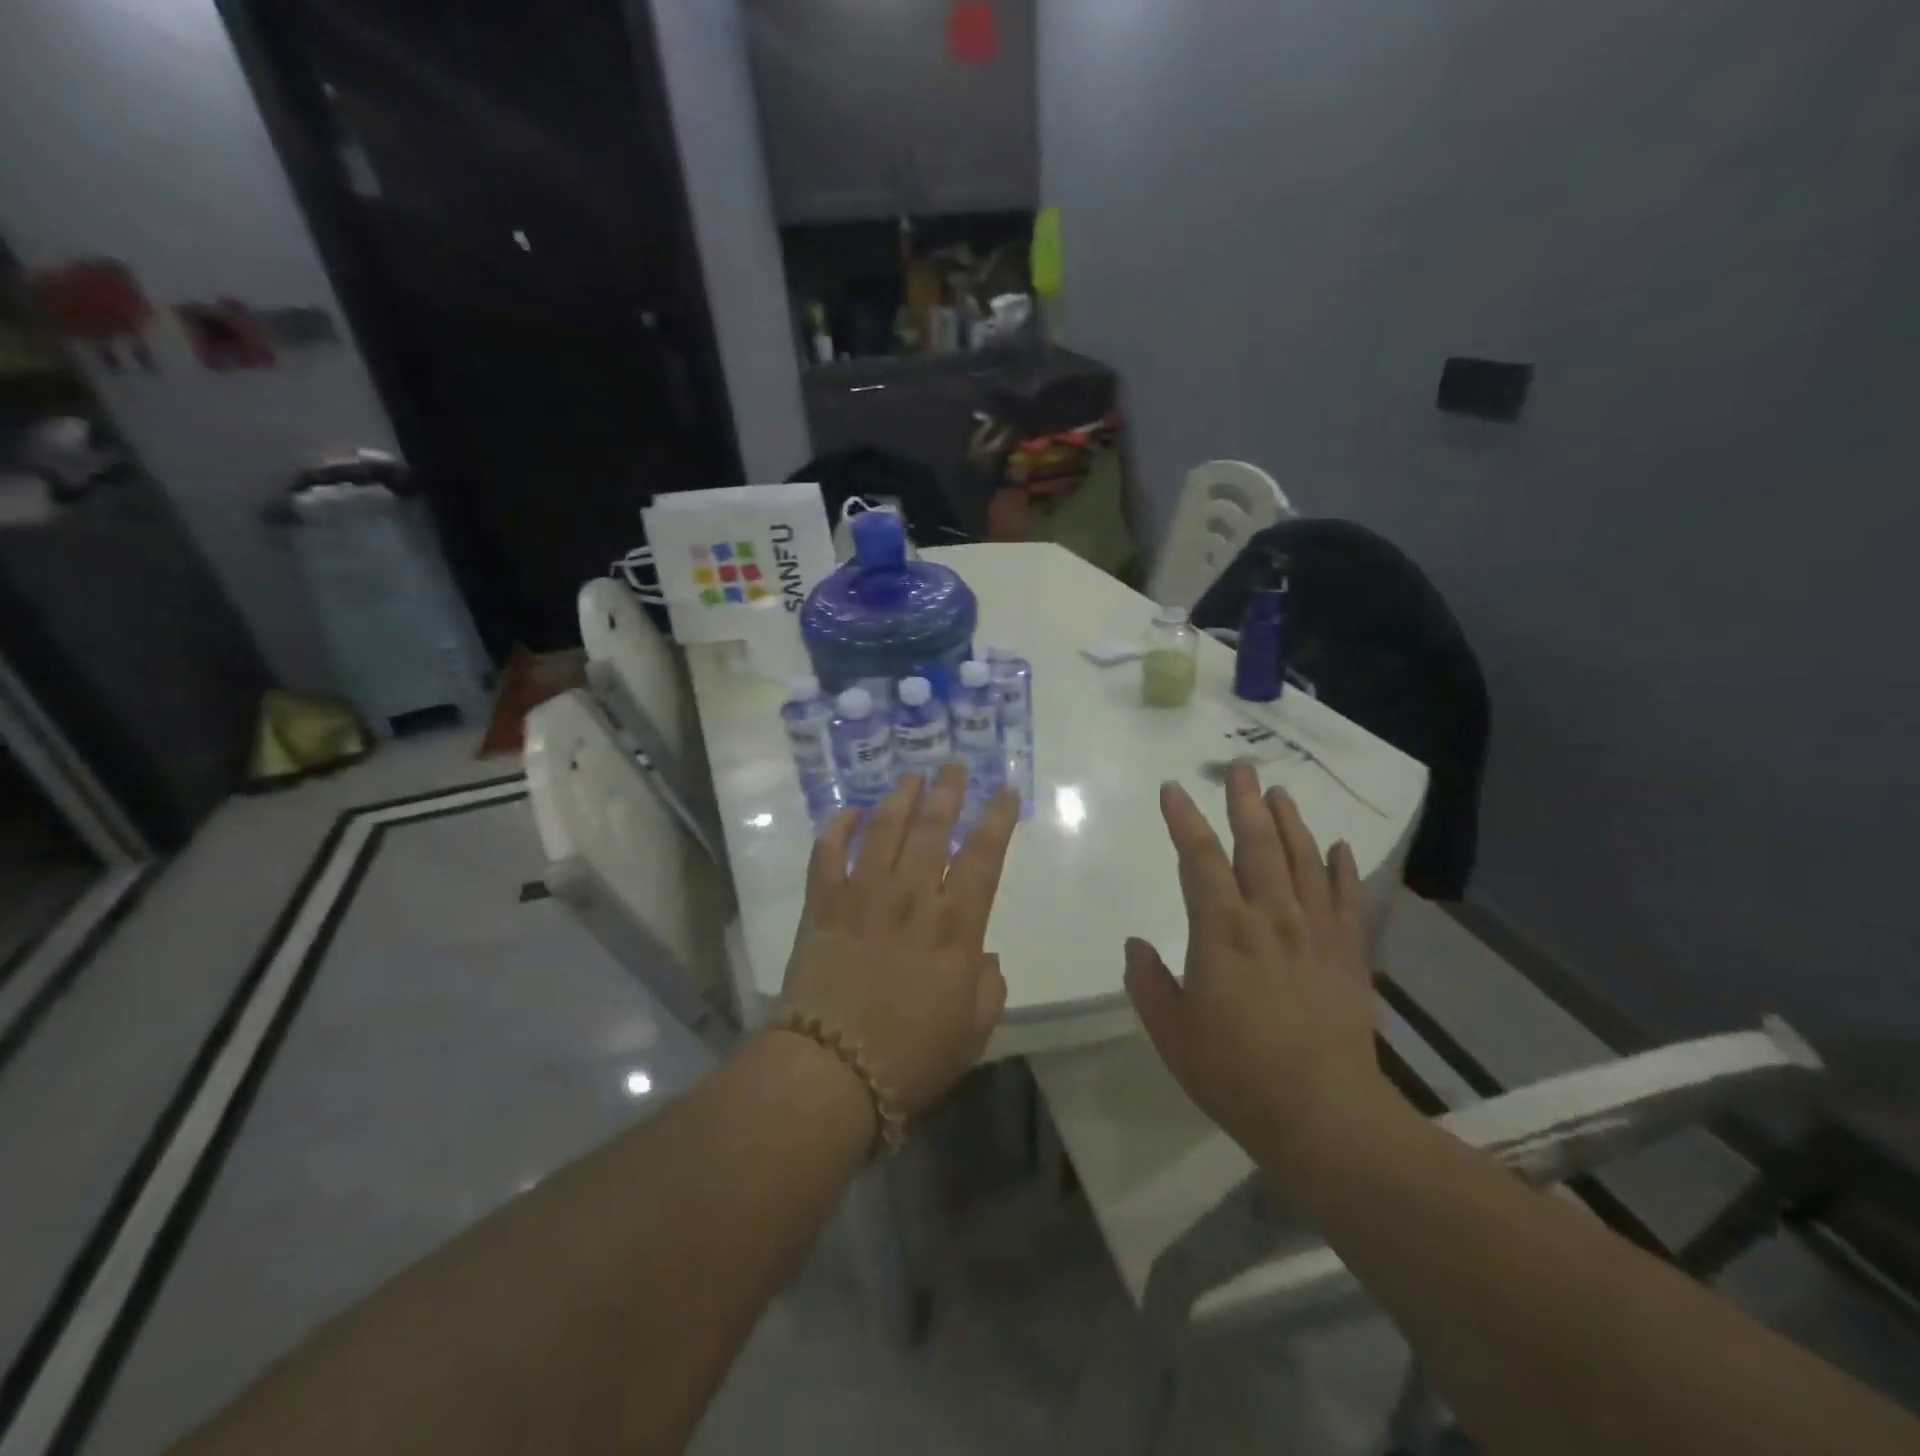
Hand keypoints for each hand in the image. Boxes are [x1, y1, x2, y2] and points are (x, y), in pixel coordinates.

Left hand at [780, 764, 1017, 1119]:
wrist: (830, 1074)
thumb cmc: (910, 1059)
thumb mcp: (972, 1033)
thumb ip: (987, 988)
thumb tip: (983, 956)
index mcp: (954, 928)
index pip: (983, 857)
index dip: (997, 819)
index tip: (1005, 790)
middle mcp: (910, 899)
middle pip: (933, 830)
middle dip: (947, 793)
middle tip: (954, 767)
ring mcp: (862, 897)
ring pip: (883, 831)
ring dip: (899, 799)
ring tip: (911, 777)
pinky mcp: (821, 907)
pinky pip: (826, 855)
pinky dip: (836, 829)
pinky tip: (847, 812)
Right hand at [1125, 762, 1387, 1172]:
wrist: (1324, 1116)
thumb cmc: (1235, 1073)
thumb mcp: (1171, 1031)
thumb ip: (1148, 982)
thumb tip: (1135, 944)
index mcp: (1221, 930)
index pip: (1198, 858)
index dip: (1182, 819)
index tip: (1173, 790)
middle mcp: (1270, 917)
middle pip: (1256, 844)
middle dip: (1243, 802)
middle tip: (1239, 767)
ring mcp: (1315, 932)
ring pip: (1303, 860)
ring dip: (1290, 822)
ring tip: (1279, 792)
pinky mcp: (1349, 954)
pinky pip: (1347, 898)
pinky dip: (1341, 868)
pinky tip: (1337, 847)